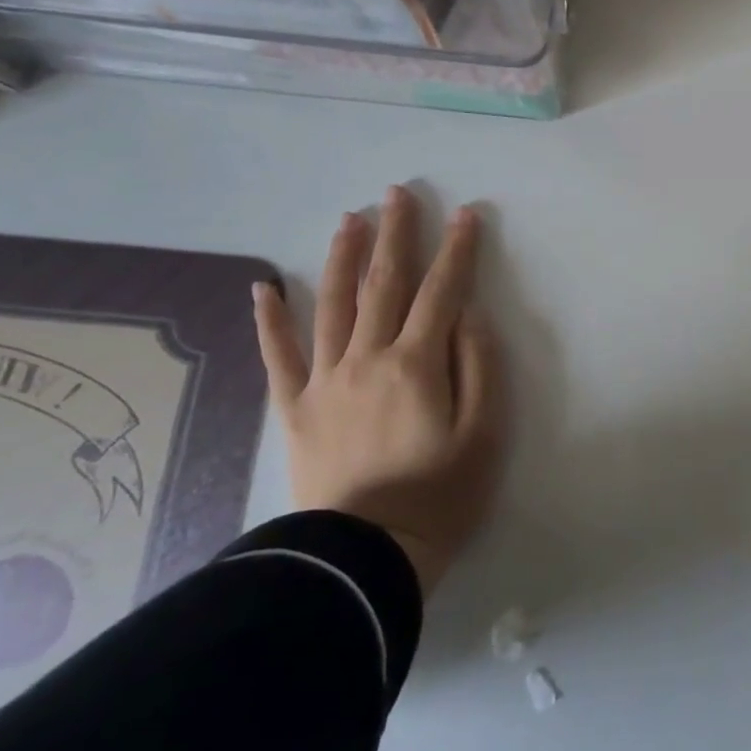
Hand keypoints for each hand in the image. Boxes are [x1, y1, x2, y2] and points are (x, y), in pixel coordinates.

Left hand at [253, 186, 504, 594]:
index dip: (457, 250)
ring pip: (333, 305)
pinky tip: (265, 286)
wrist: (363, 557)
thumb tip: (468, 315)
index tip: (466, 213)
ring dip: (343, 258)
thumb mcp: (485, 433)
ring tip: (350, 219)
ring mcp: (326, 381)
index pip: (442, 291)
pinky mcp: (297, 409)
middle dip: (397, 234)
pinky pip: (279, 357)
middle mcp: (368, 358)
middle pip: (384, 284)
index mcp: (418, 363)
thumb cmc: (441, 496)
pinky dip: (270, 319)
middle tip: (398, 193)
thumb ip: (480, 366)